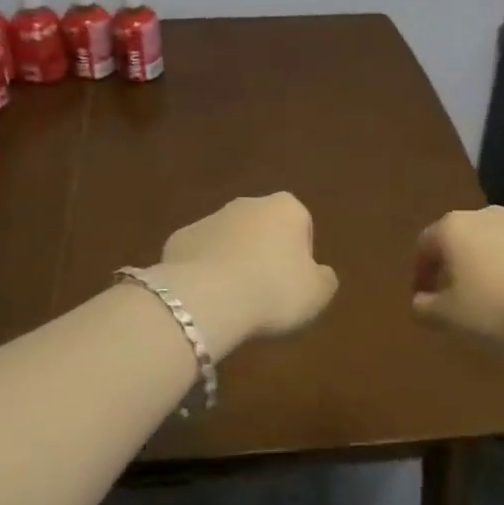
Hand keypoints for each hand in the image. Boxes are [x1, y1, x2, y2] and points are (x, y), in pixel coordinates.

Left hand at [154, 193, 338, 355]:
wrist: (209, 298)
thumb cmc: (274, 290)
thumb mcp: (317, 294)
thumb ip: (324, 278)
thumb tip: (319, 273)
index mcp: (286, 207)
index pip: (302, 225)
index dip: (300, 256)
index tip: (294, 284)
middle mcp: (247, 203)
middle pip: (263, 228)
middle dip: (264, 253)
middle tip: (266, 292)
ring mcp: (209, 218)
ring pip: (228, 239)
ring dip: (233, 261)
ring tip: (235, 300)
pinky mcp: (179, 238)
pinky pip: (198, 255)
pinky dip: (203, 272)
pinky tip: (207, 298)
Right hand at [412, 206, 503, 353]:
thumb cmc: (501, 307)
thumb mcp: (452, 318)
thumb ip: (427, 309)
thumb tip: (418, 302)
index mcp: (454, 229)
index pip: (425, 245)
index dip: (420, 272)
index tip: (422, 298)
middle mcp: (487, 216)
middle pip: (462, 239)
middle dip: (456, 266)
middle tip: (457, 297)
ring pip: (497, 244)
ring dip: (491, 267)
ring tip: (497, 302)